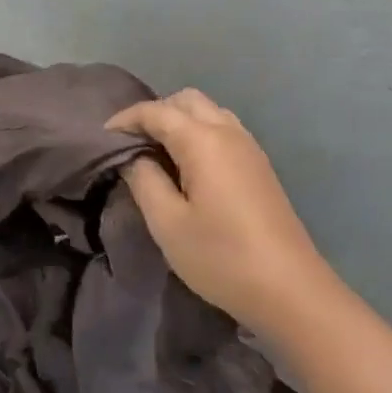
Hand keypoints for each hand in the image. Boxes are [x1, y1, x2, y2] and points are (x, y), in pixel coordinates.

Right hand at [107, 90, 334, 329]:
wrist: (291, 291)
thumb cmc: (221, 257)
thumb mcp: (167, 222)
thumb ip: (143, 179)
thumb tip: (132, 156)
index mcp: (203, 141)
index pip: (156, 111)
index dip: (125, 119)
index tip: (100, 140)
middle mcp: (229, 133)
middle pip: (186, 101)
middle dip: (154, 113)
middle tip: (130, 144)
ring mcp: (250, 149)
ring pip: (208, 112)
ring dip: (178, 121)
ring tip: (155, 154)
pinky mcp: (260, 167)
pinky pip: (223, 131)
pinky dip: (198, 134)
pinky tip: (186, 167)